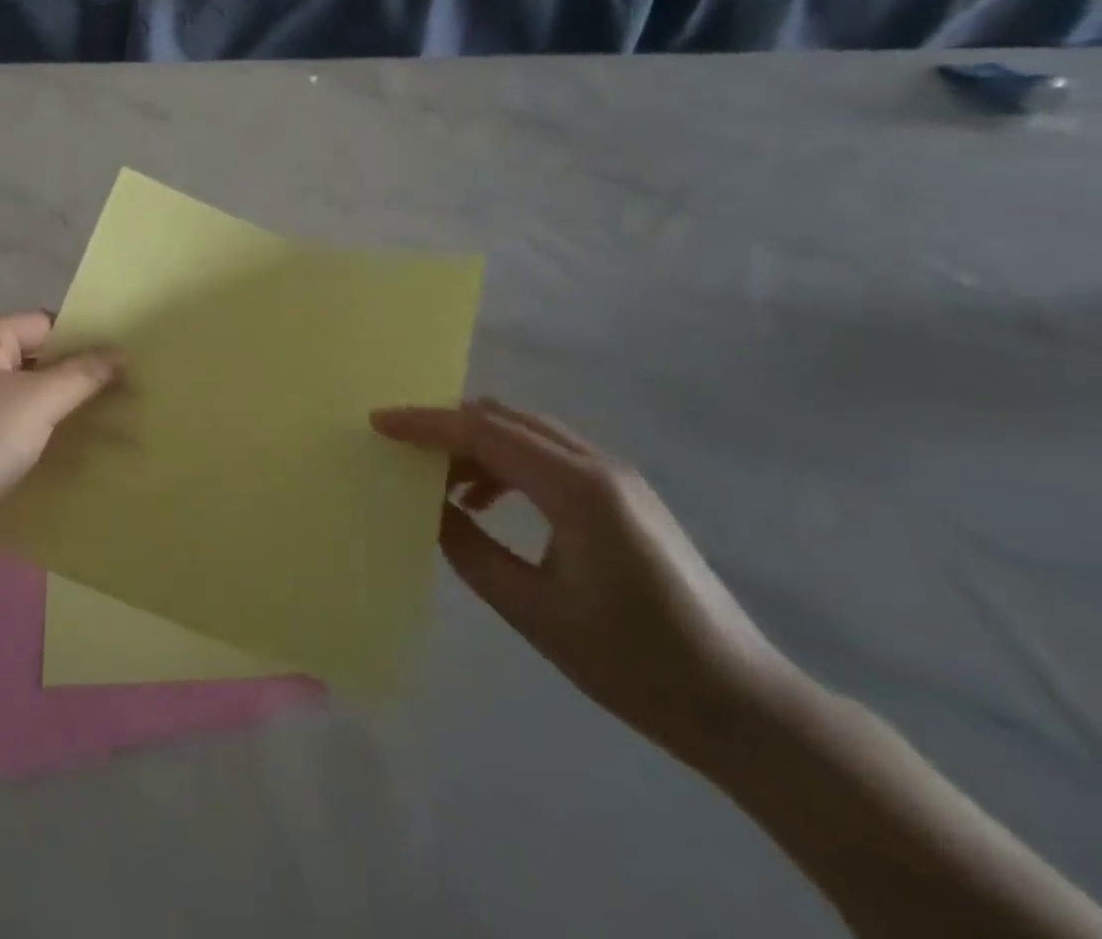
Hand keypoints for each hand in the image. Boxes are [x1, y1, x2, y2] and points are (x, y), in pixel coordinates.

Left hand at [0, 312, 121, 539]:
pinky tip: (76, 448)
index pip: (46, 323)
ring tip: (112, 420)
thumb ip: (83, 374)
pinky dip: (43, 431)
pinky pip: (16, 423)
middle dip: (79, 375)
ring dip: (64, 406)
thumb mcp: (38, 401)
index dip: (86, 339)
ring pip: (29, 394)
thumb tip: (121, 353)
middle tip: (128, 392)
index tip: (126, 361)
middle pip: (38, 358)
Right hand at [372, 399, 796, 755]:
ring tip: (440, 484)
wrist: (742, 704)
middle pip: (504, 417)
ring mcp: (615, 475)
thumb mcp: (534, 612)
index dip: (426, 424)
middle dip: (447, 425)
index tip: (379, 422)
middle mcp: (598, 464)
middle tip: (401, 448)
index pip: (484, 432)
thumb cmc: (633, 665)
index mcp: (578, 489)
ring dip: (476, 444)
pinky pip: (548, 455)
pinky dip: (506, 462)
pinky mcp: (622, 493)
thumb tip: (426, 506)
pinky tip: (486, 502)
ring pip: (526, 431)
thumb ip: (470, 549)